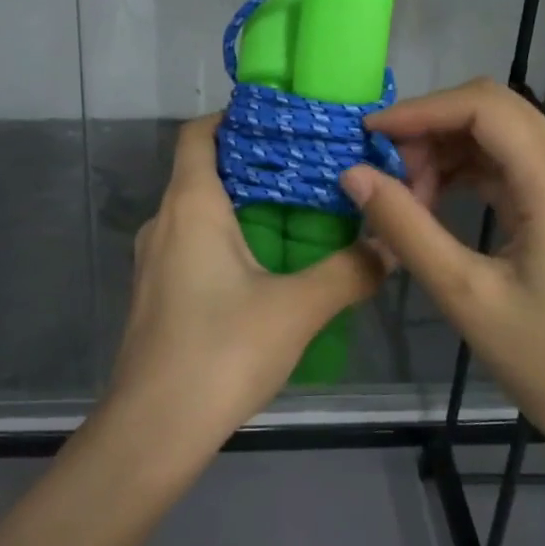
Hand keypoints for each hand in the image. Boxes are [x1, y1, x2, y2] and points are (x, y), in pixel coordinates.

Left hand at [108, 115, 383, 450]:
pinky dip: (228, 240)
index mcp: (190, 205)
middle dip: (254, 164)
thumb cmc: (221, 351)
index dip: (235, 117)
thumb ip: (349, 271)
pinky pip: (193, 245)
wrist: (153, 428)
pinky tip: (267, 268)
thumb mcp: (297, 309)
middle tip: (310, 169)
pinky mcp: (156, 293)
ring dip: (244, 206)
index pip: (199, 133)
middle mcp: (164, 221)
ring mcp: (154, 259)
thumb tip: (391, 245)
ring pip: (199, 211)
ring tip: (299, 214)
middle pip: (203, 170)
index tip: (282, 122)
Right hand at [340, 79, 544, 460]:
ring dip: (449, 149)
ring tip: (409, 193)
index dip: (421, 110)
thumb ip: (405, 227)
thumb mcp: (463, 295)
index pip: (485, 107)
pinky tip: (440, 199)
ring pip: (504, 133)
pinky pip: (518, 162)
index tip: (370, 136)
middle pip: (496, 111)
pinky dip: (472, 169)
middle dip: (432, 128)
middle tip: (387, 171)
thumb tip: (352, 174)